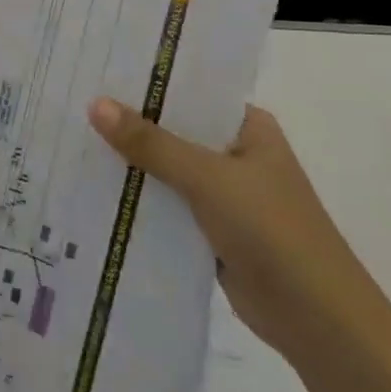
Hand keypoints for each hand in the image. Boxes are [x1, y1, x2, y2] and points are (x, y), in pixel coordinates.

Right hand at [87, 99, 379, 365]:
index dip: (146, 82)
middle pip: (173, 129)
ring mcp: (224, 193)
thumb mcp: (207, 178)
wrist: (318, 321)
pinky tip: (94, 186)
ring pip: (166, 168)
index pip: (190, 91)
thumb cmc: (273, 231)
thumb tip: (95, 104)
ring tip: (72, 138)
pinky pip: (166, 203)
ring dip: (130, 162)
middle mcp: (235, 153)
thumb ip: (150, 143)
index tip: (97, 70)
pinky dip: (138, 197)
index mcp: (248, 128)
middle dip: (129, 122)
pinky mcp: (211, 229)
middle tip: (72, 101)